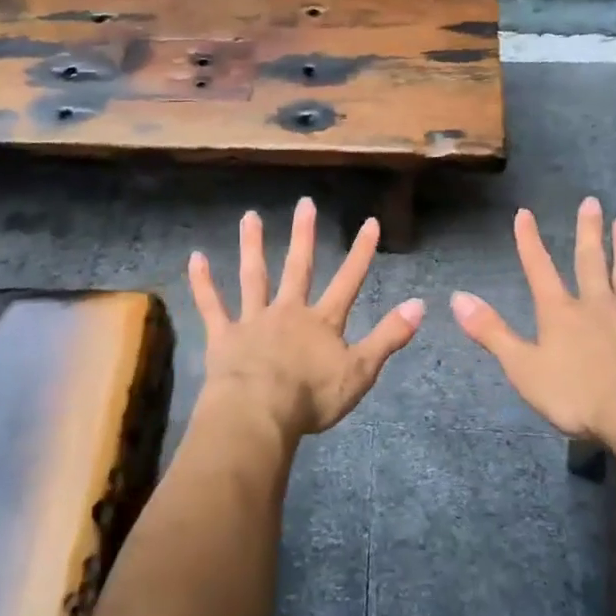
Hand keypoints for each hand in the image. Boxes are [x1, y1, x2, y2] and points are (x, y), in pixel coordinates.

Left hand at [189, 198, 424, 442]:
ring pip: (254, 276)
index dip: (361, 252)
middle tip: (304, 203)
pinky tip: (195, 258)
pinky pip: (212, 305)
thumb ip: (389, 337)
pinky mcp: (225, 336)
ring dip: (252, 246)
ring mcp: (254, 320)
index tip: (370, 221)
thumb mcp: (361, 371)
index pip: (349, 281)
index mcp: (322, 322)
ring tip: (249, 216)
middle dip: (304, 235)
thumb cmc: (313, 396)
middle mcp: (289, 312)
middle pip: (299, 268)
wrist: (260, 413)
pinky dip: (203, 283)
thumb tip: (420, 305)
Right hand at [451, 198, 615, 444]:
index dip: (529, 241)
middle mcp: (596, 306)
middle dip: (587, 232)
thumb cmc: (575, 394)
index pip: (539, 269)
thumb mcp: (522, 366)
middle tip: (591, 201)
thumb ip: (491, 331)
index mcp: (559, 313)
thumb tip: (457, 297)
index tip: (524, 213)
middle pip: (589, 262)